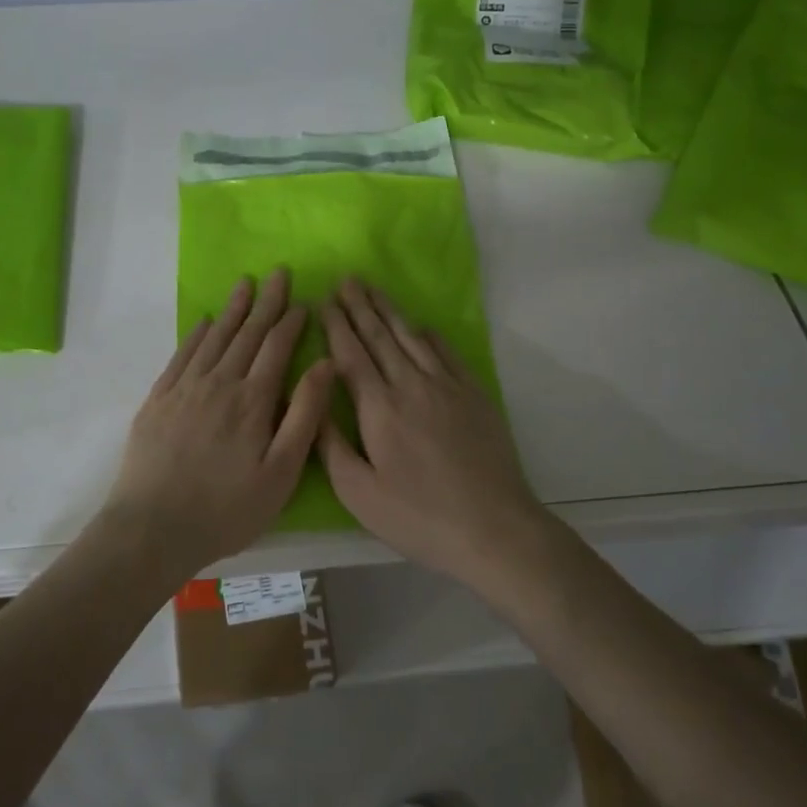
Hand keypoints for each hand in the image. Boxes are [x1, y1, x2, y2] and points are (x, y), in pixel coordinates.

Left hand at [105, 268, 335, 577]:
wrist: (152, 528)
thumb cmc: (226, 510)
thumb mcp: (280, 474)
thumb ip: (304, 416)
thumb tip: (325, 365)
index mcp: (252, 401)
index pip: (277, 348)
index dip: (292, 322)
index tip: (304, 301)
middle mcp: (219, 383)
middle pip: (247, 334)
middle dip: (266, 302)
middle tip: (278, 272)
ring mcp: (184, 389)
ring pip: (214, 338)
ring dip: (232, 310)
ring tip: (245, 284)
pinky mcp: (158, 400)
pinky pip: (181, 355)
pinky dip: (196, 335)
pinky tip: (204, 322)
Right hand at [318, 279, 547, 580]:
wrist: (494, 527)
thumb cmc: (419, 517)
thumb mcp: (359, 493)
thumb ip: (330, 444)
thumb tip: (312, 400)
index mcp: (379, 408)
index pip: (351, 354)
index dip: (336, 326)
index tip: (324, 300)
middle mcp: (411, 385)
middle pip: (380, 336)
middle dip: (360, 306)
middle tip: (346, 279)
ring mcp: (447, 386)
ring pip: (412, 337)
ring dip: (390, 311)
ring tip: (373, 289)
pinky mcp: (474, 394)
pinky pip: (446, 351)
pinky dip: (428, 334)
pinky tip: (419, 326)